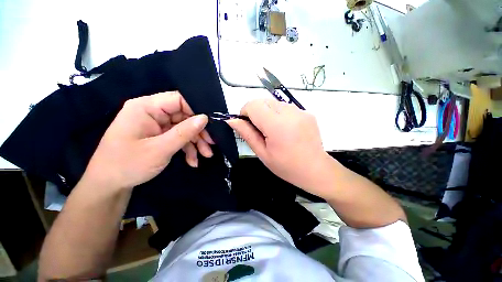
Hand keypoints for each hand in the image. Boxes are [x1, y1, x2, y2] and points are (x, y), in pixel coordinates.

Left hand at [83, 91, 213, 189]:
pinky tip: (193, 161)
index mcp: (146, 107)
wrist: (109, 185)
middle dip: (199, 131)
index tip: (210, 125)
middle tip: (211, 144)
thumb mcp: (160, 149)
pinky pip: (179, 137)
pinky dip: (188, 148)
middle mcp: (152, 112)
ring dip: (196, 142)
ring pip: (184, 128)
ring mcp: (156, 125)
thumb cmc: (128, 165)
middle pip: (184, 115)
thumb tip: (205, 118)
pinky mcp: (159, 135)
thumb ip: (184, 132)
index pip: (178, 99)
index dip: (196, 110)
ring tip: (206, 155)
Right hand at [227, 99, 332, 196]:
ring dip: (267, 113)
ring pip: (274, 102)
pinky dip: (279, 114)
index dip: (245, 112)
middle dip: (255, 112)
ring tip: (273, 130)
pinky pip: (286, 107)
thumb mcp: (262, 153)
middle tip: (259, 129)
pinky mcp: (307, 112)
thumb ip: (247, 134)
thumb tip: (232, 120)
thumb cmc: (286, 166)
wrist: (316, 169)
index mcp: (277, 125)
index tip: (247, 124)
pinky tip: (284, 129)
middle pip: (263, 101)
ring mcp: (301, 111)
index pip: (253, 105)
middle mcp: (290, 113)